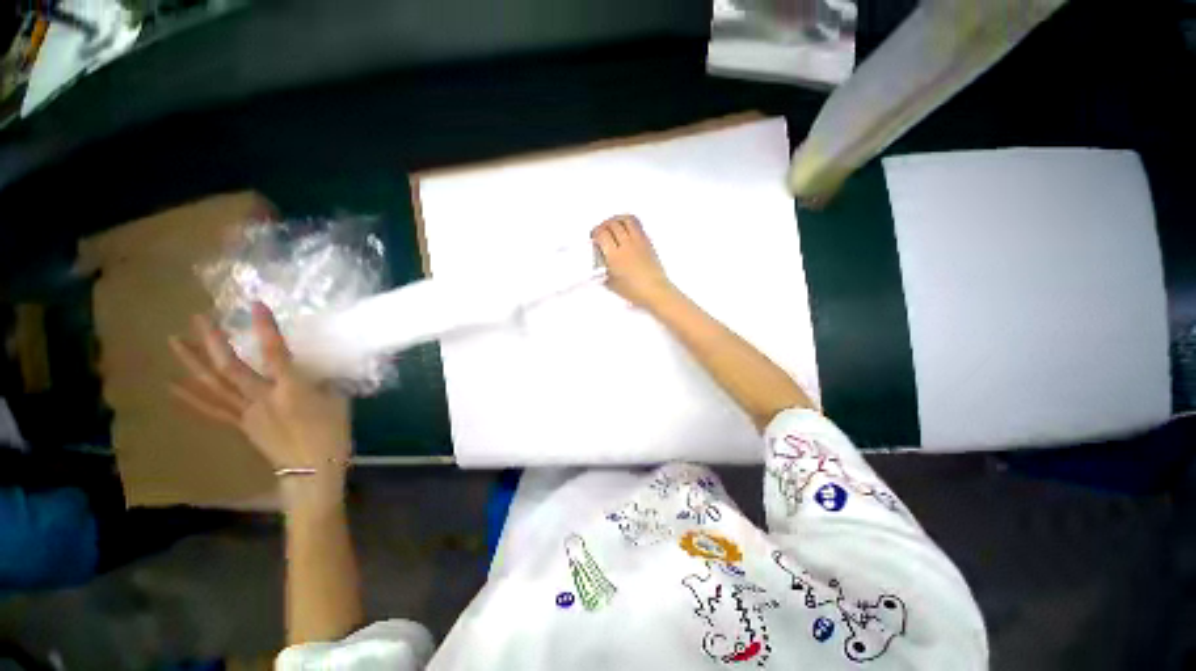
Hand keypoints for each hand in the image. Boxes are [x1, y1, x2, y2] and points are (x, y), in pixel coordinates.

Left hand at [168, 303, 350, 505]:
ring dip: (192, 362)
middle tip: (198, 317)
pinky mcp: (241, 425)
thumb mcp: (338, 401)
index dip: (266, 328)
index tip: (254, 305)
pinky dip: (190, 397)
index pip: (275, 353)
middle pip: (231, 367)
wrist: (314, 469)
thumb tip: (313, 370)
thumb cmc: (333, 433)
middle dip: (213, 341)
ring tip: (174, 341)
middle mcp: (262, 397)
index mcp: (291, 390)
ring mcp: (247, 412)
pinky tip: (172, 385)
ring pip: (213, 385)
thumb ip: (322, 382)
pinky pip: (212, 410)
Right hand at [591, 215, 675, 308]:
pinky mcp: (647, 242)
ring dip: (617, 219)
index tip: (594, 237)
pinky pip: (637, 225)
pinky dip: (629, 223)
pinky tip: (626, 229)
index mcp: (615, 256)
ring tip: (613, 225)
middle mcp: (627, 246)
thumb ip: (603, 270)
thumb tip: (600, 260)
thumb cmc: (635, 291)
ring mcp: (638, 242)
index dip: (595, 232)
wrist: (655, 290)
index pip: (602, 234)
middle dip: (604, 225)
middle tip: (601, 230)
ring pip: (627, 220)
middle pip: (613, 224)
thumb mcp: (611, 283)